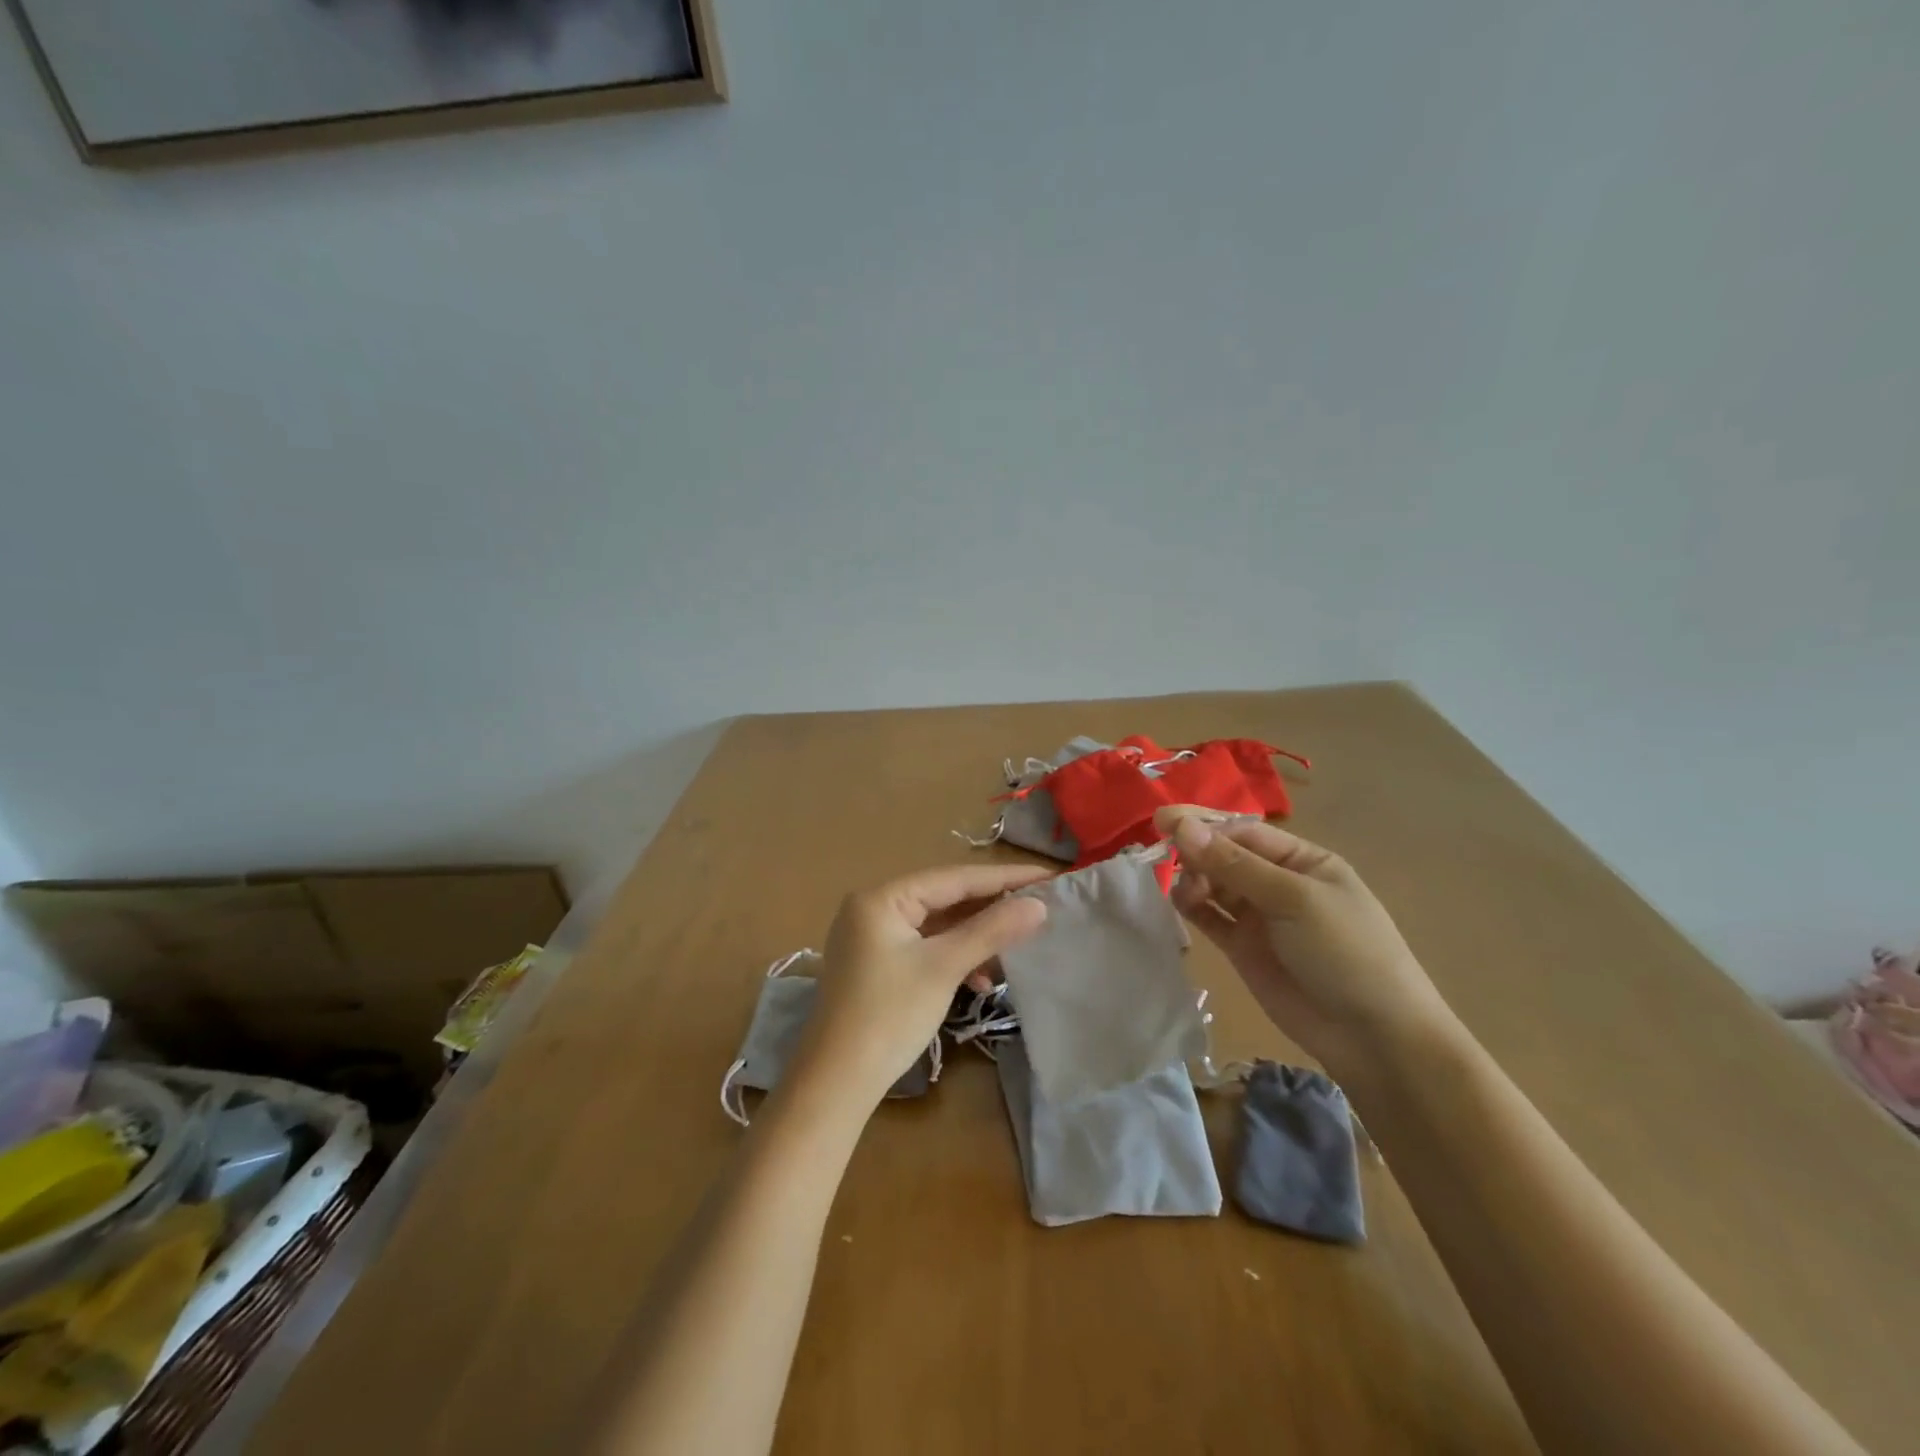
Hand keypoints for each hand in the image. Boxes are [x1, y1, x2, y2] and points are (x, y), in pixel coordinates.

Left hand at [796, 863, 1050, 1107]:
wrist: (835, 1084)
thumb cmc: (888, 1016)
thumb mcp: (943, 968)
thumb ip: (991, 931)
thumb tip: (1039, 905)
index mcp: (882, 898)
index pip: (953, 877)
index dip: (1003, 877)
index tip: (1046, 877)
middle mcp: (872, 908)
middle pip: (943, 898)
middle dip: (990, 907)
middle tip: (1038, 906)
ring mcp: (871, 938)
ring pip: (935, 925)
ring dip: (973, 937)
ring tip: (1015, 946)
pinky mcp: (874, 966)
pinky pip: (923, 948)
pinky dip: (952, 958)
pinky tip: (980, 980)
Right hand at [1158, 807, 1456, 1081]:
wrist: (1373, 1037)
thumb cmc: (1345, 951)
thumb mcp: (1294, 899)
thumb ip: (1234, 864)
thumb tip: (1181, 826)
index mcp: (1302, 860)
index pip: (1244, 832)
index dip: (1205, 826)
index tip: (1164, 823)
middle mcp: (1278, 883)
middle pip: (1225, 856)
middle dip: (1196, 853)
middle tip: (1166, 859)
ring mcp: (1260, 917)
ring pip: (1214, 885)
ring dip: (1193, 880)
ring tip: (1185, 892)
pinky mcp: (1243, 949)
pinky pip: (1210, 918)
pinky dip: (1192, 907)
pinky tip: (1179, 903)